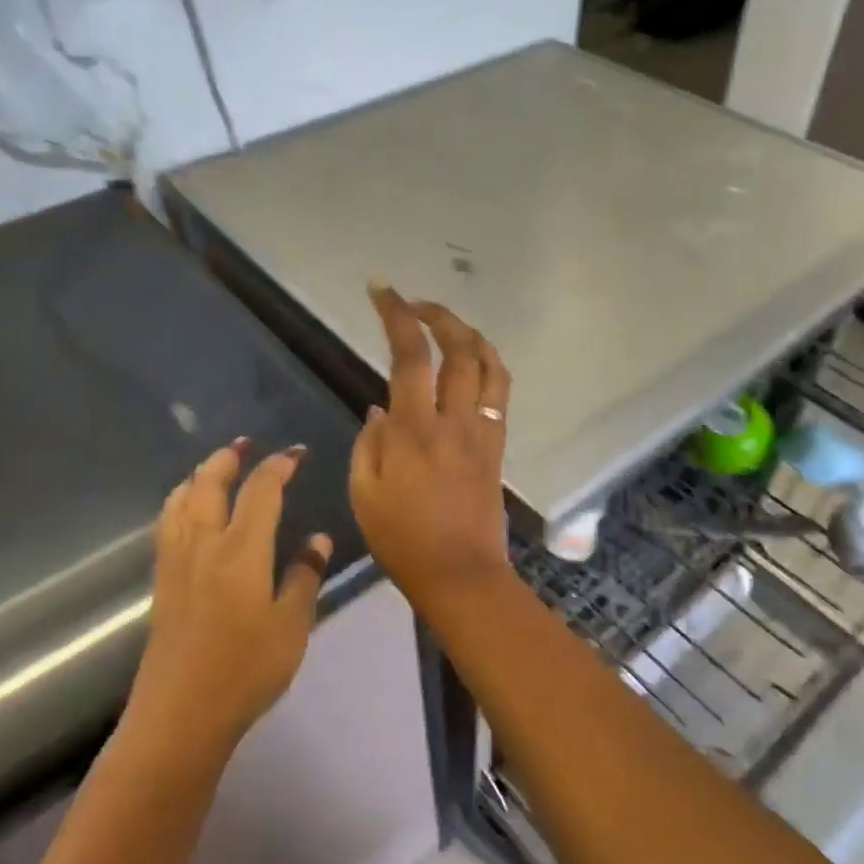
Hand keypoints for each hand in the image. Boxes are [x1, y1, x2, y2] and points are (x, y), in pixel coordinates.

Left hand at [132, 440, 331, 755]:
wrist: (180, 716)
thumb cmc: (245, 671)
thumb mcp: (292, 626)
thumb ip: (304, 577)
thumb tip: (318, 540)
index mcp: (241, 551)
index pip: (261, 491)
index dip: (279, 466)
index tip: (296, 453)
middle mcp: (203, 545)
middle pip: (209, 484)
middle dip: (228, 458)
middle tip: (246, 444)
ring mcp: (176, 563)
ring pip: (181, 501)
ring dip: (199, 475)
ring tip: (215, 467)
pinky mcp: (162, 584)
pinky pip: (167, 524)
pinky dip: (180, 502)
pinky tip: (187, 512)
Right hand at [351, 286, 513, 611]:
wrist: (460, 574)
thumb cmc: (402, 540)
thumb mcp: (363, 494)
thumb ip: (369, 444)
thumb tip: (380, 409)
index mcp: (414, 430)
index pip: (409, 356)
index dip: (396, 316)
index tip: (381, 289)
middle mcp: (454, 420)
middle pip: (458, 348)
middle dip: (436, 314)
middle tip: (413, 303)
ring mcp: (482, 431)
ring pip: (488, 364)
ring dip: (469, 334)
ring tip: (446, 325)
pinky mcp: (497, 445)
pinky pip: (500, 392)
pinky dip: (488, 365)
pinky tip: (472, 362)